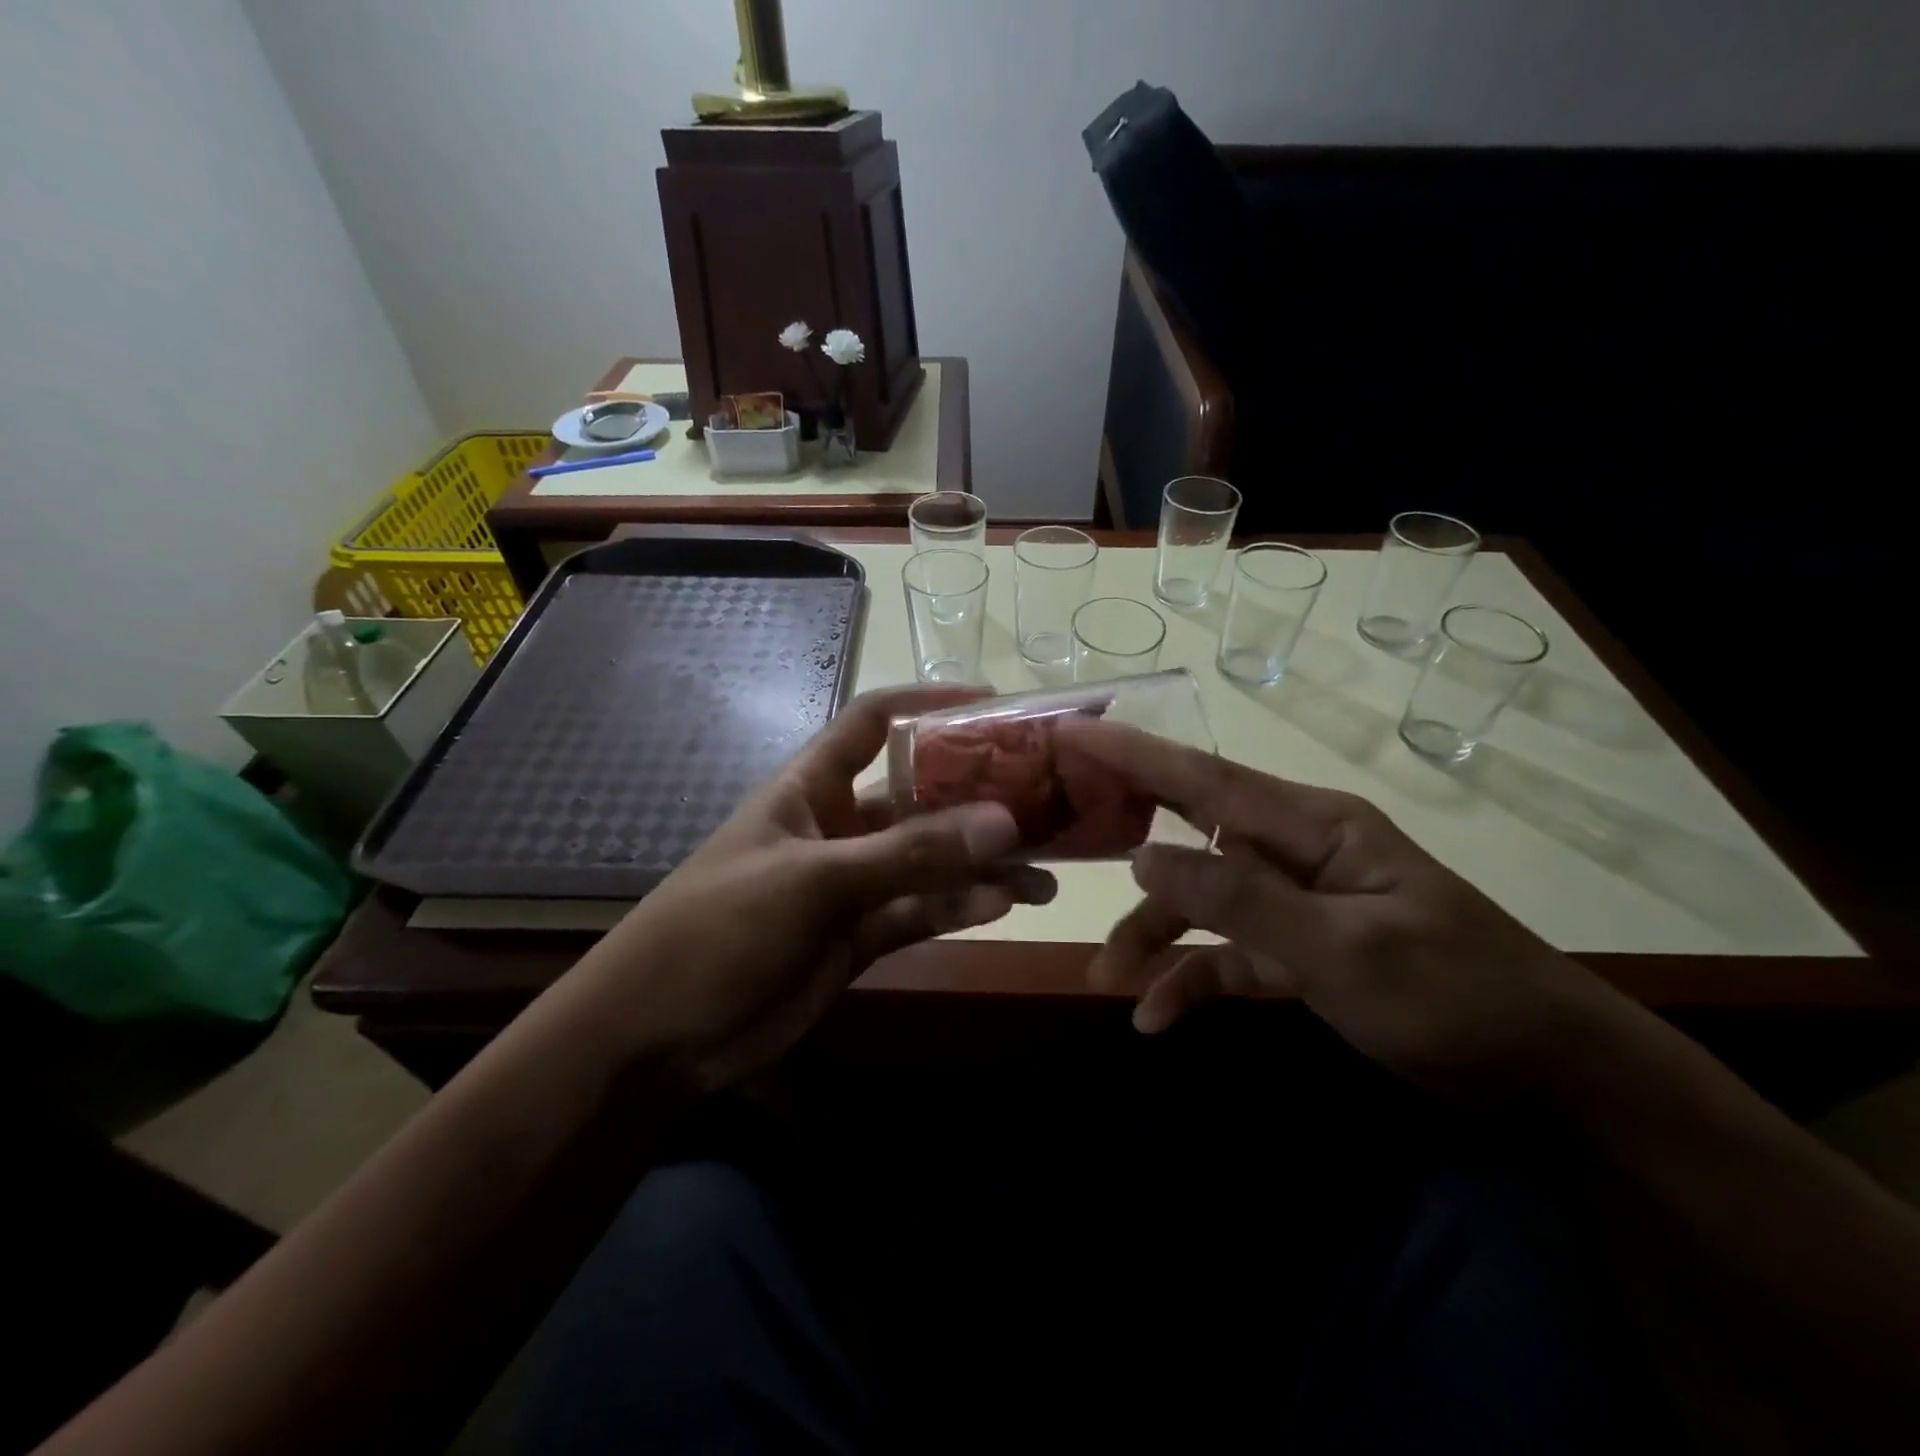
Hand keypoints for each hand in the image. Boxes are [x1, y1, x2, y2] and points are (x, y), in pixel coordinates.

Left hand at [579, 687, 1055, 1091]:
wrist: (659, 1036)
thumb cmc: (720, 928)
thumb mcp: (813, 880)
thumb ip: (908, 854)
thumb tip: (1004, 822)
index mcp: (811, 786)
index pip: (873, 721)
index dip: (928, 704)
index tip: (995, 703)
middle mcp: (838, 826)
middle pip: (918, 795)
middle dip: (977, 796)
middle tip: (1046, 800)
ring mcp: (853, 884)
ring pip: (930, 861)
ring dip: (983, 863)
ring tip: (1047, 871)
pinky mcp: (861, 936)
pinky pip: (922, 911)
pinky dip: (960, 907)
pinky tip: (1005, 904)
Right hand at [1061, 719, 1632, 1098]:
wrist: (1550, 1075)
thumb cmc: (1457, 996)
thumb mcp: (1344, 951)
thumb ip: (1239, 901)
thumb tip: (1143, 859)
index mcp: (1312, 826)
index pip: (1204, 779)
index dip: (1132, 753)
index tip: (1069, 731)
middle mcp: (1293, 852)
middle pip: (1190, 833)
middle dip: (1124, 837)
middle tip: (1056, 829)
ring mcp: (1293, 904)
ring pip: (1199, 905)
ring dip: (1152, 938)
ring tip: (1108, 980)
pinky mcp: (1296, 954)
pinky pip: (1226, 956)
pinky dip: (1191, 981)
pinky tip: (1156, 1017)